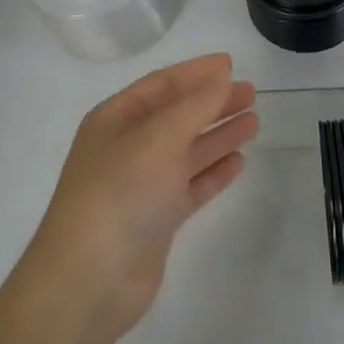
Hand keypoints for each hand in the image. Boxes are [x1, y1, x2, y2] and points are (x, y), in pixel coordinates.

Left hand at [20, 54, 258, 343]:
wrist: (90, 279)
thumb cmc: (120, 193)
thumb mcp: (158, 138)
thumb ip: (195, 106)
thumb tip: (221, 78)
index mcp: (115, 119)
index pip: (161, 85)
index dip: (196, 72)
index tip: (231, 64)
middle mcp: (127, 147)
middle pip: (177, 115)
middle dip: (212, 102)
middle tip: (251, 92)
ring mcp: (142, 185)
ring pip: (187, 150)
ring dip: (218, 135)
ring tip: (254, 122)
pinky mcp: (157, 219)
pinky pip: (190, 185)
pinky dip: (213, 172)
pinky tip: (238, 161)